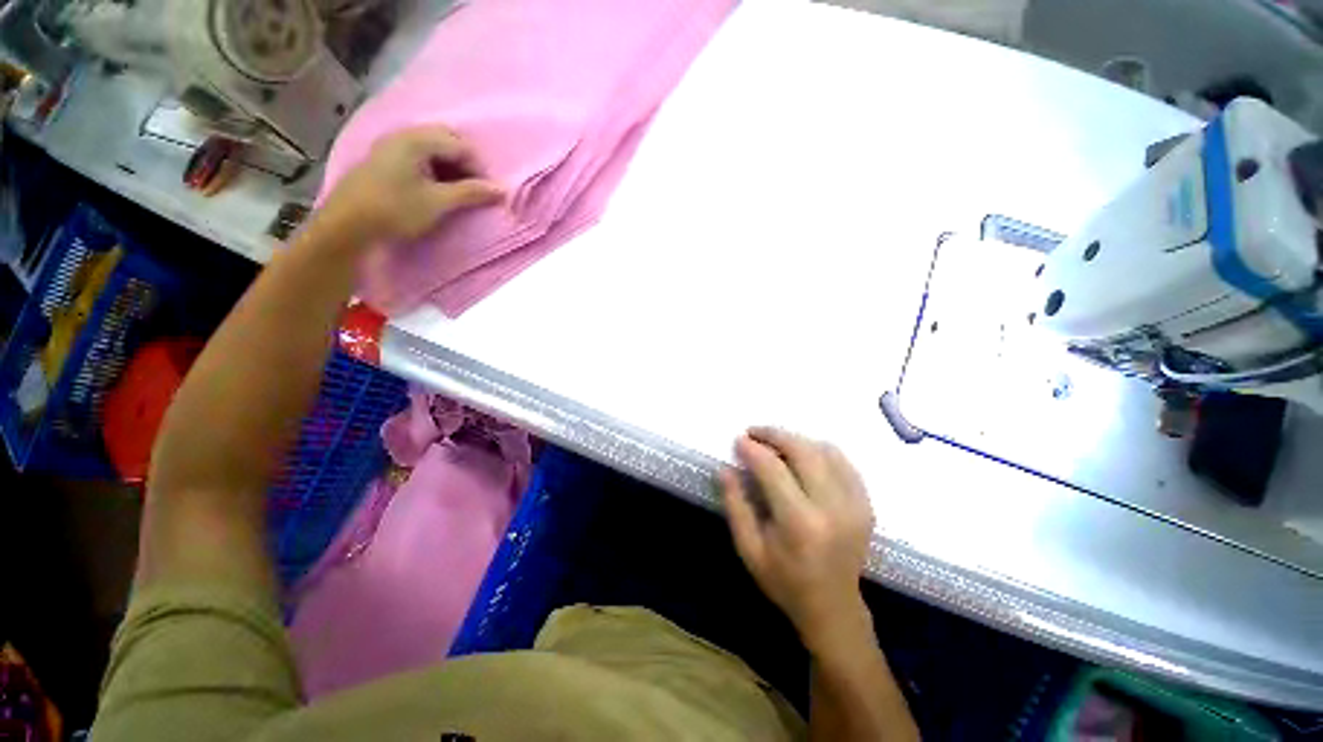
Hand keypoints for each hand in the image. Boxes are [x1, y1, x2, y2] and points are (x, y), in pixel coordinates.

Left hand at [318, 125, 504, 244]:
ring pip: (431, 148)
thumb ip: (471, 193)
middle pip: (445, 140)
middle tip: (473, 189)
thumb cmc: (396, 210)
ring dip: (450, 166)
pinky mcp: (384, 160)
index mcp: (415, 140)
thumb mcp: (438, 202)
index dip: (478, 168)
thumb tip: (501, 190)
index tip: (486, 192)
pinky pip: (417, 155)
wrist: (347, 225)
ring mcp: (390, 146)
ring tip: (457, 191)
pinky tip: (436, 187)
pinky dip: (433, 168)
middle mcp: (402, 135)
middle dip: (464, 164)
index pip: (460, 145)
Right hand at [720, 428, 874, 645]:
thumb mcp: (748, 549)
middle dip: (774, 434)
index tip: (739, 440)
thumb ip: (735, 505)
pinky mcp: (865, 503)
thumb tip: (724, 468)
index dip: (753, 449)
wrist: (833, 608)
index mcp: (799, 523)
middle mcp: (832, 508)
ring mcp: (854, 504)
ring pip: (824, 450)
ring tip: (774, 442)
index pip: (773, 469)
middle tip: (754, 432)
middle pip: (803, 451)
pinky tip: (803, 453)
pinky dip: (819, 450)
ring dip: (796, 439)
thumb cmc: (784, 581)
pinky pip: (843, 461)